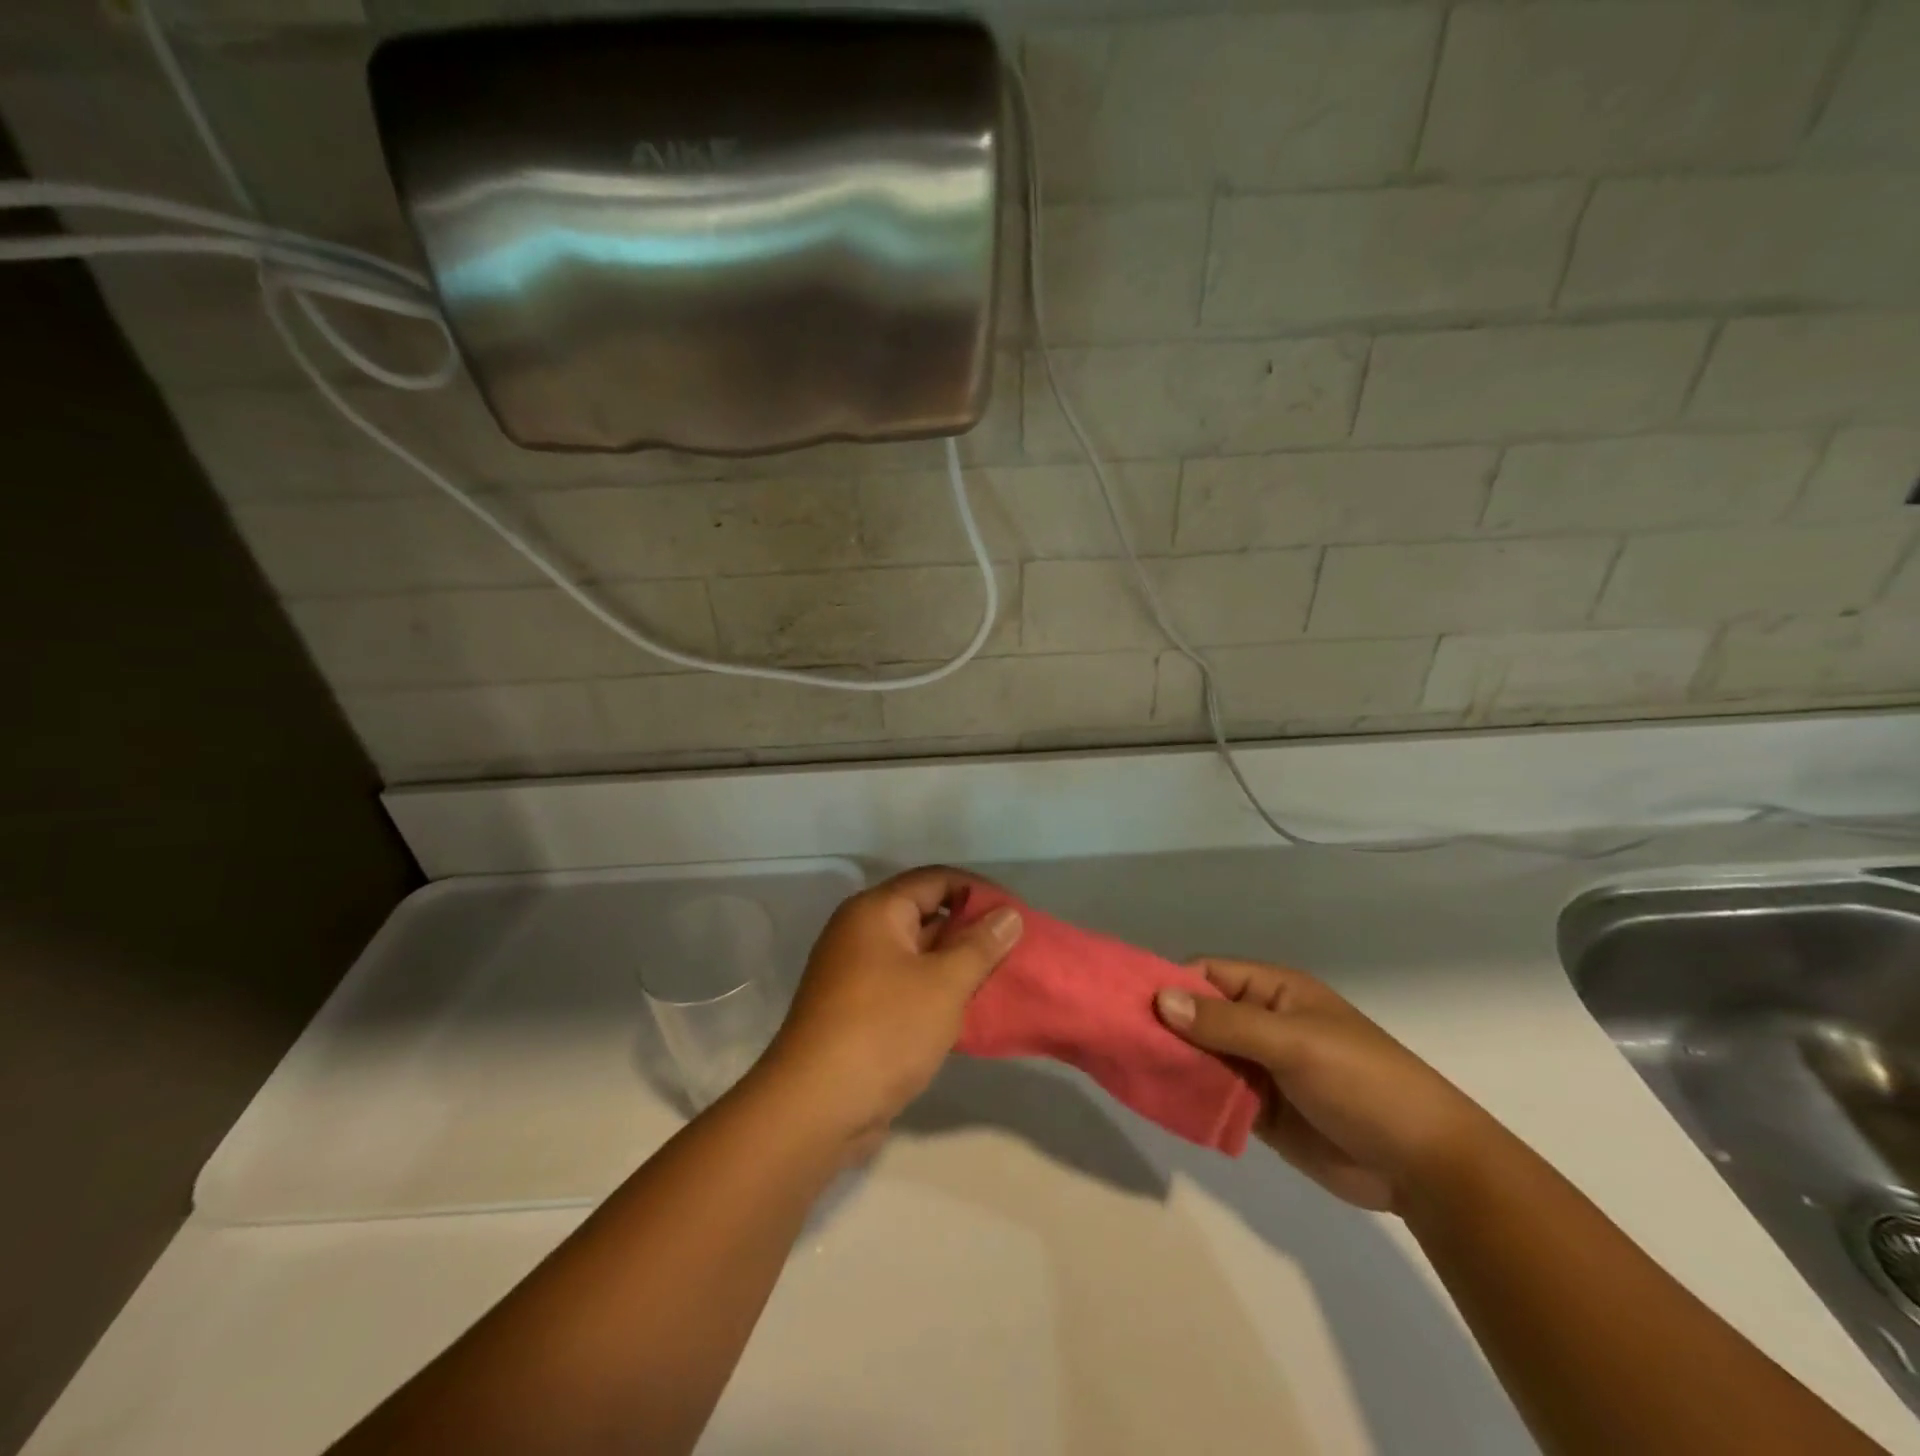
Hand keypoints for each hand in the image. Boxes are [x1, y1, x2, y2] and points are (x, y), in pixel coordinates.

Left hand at [758, 867, 1021, 1149]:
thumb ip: (980, 945)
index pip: (936, 880)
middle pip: (926, 913)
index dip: (979, 891)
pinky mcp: (857, 1009)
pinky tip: (970, 1011)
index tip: (1016, 914)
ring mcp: (856, 972)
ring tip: (1002, 979)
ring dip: (957, 964)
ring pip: (918, 954)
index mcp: (876, 910)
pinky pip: (906, 984)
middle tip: (1015, 949)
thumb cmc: (884, 1030)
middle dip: (971, 930)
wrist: (815, 1108)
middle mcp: (861, 932)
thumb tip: (1008, 914)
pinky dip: (936, 991)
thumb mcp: (944, 984)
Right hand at [1155, 959, 1497, 1212]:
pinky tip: (1159, 1100)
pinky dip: (1189, 1096)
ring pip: (1201, 1056)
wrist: (1423, 1165)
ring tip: (1128, 1070)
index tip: (1128, 1004)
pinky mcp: (1259, 1110)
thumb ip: (1226, 1024)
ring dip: (1173, 1062)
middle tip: (1118, 1040)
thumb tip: (1160, 999)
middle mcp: (1261, 1023)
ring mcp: (1259, 1067)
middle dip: (1164, 1026)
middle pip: (1199, 1015)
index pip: (1207, 975)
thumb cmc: (1362, 1082)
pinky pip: (1213, 1094)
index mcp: (1273, 992)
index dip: (1169, 984)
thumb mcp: (1293, 1043)